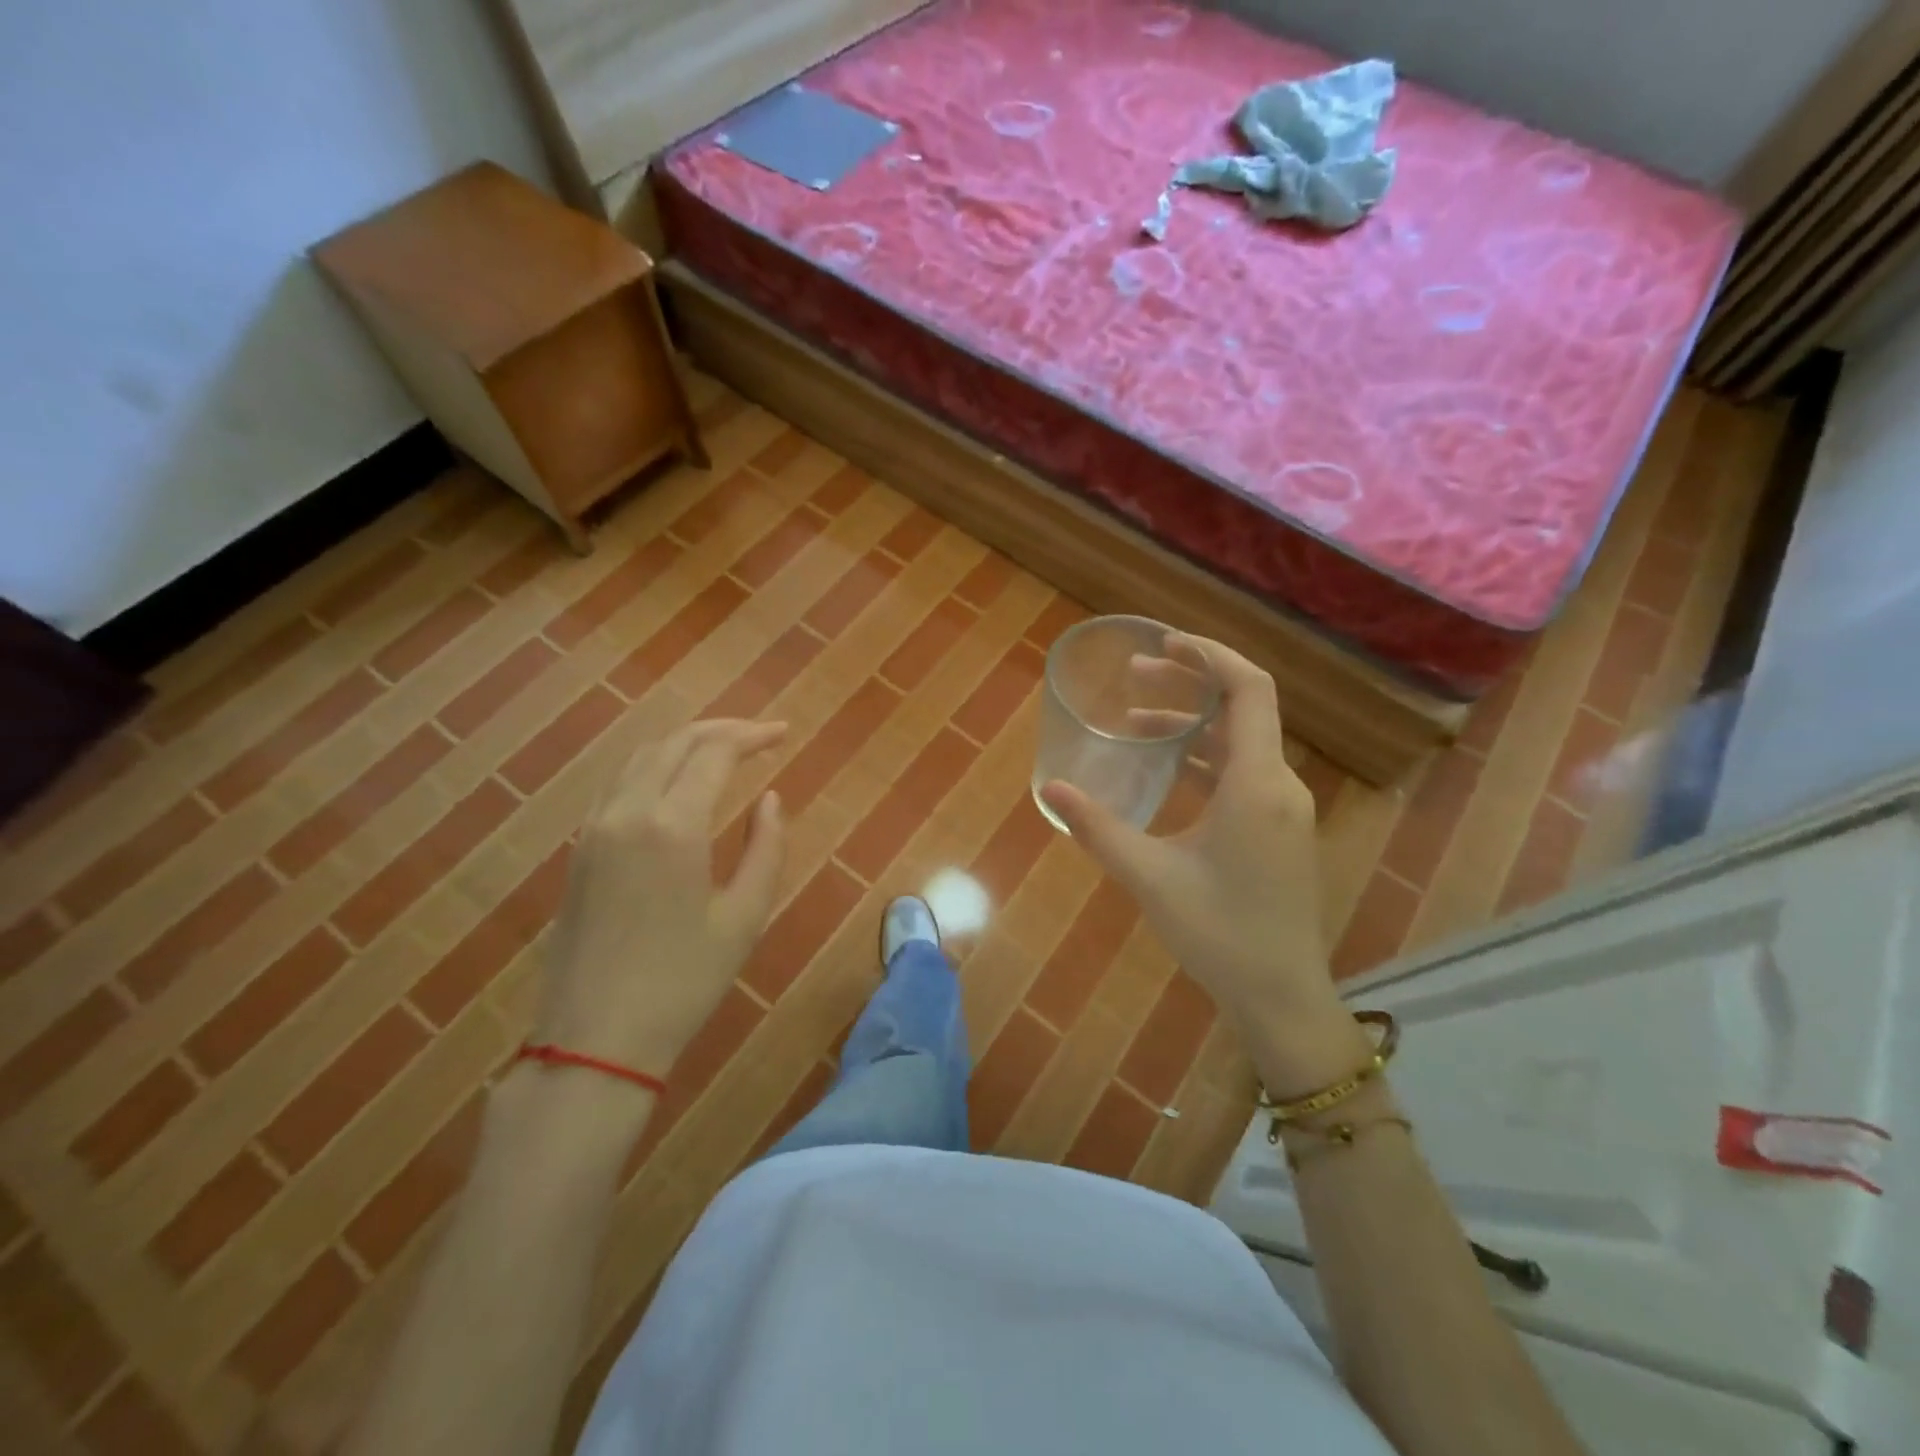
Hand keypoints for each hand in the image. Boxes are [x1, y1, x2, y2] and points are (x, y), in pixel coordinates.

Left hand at [533, 718, 786, 1082]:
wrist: (595, 1039)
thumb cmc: (684, 982)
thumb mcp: (744, 917)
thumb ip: (765, 848)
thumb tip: (770, 799)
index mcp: (672, 826)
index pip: (714, 753)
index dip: (752, 736)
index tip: (784, 734)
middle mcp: (627, 811)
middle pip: (675, 743)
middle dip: (721, 730)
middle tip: (761, 736)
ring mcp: (594, 828)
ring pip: (641, 757)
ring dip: (685, 743)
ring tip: (724, 749)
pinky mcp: (579, 848)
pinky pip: (618, 783)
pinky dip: (654, 765)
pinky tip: (675, 781)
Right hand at [1039, 635, 1369, 1094]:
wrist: (1281, 996)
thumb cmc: (1219, 933)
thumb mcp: (1150, 877)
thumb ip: (1098, 829)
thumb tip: (1049, 789)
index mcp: (1257, 784)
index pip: (1248, 690)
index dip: (1210, 655)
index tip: (1164, 642)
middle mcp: (1279, 785)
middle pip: (1241, 709)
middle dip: (1188, 683)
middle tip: (1133, 676)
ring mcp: (1283, 809)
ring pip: (1240, 743)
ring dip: (1192, 723)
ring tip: (1136, 719)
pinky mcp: (1277, 830)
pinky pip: (1243, 773)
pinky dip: (1205, 757)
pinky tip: (1167, 768)